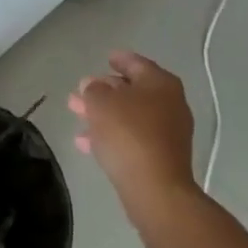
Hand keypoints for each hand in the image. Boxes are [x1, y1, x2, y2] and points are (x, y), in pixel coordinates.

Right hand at [67, 51, 200, 220]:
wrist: (155, 190)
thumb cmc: (128, 134)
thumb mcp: (101, 103)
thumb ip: (93, 89)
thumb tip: (93, 85)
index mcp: (160, 83)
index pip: (137, 63)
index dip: (120, 59)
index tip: (106, 58)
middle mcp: (170, 104)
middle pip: (132, 91)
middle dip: (104, 90)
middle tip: (80, 91)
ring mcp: (168, 133)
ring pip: (130, 116)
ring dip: (104, 114)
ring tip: (77, 115)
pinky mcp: (161, 158)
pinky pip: (132, 138)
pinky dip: (112, 135)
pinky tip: (86, 143)